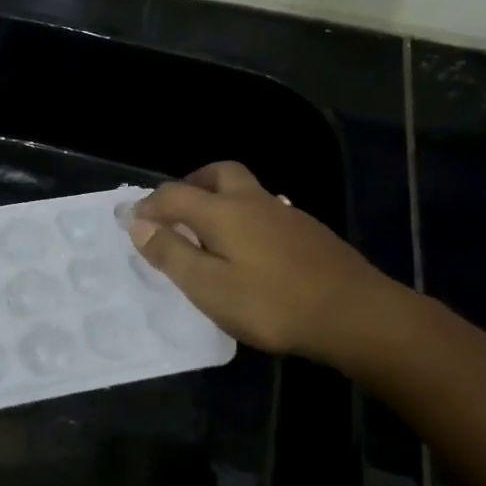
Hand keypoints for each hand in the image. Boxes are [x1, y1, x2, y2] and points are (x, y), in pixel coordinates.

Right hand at [127, 161, 402, 364]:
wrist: (352, 313)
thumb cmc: (271, 303)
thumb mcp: (209, 286)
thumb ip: (171, 254)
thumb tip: (139, 224)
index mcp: (224, 211)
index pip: (175, 195)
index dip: (150, 206)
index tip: (133, 223)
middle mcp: (254, 201)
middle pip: (218, 173)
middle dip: (191, 184)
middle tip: (176, 211)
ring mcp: (286, 214)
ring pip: (246, 191)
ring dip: (220, 200)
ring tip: (209, 234)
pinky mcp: (309, 232)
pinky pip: (266, 211)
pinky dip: (246, 219)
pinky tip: (251, 251)